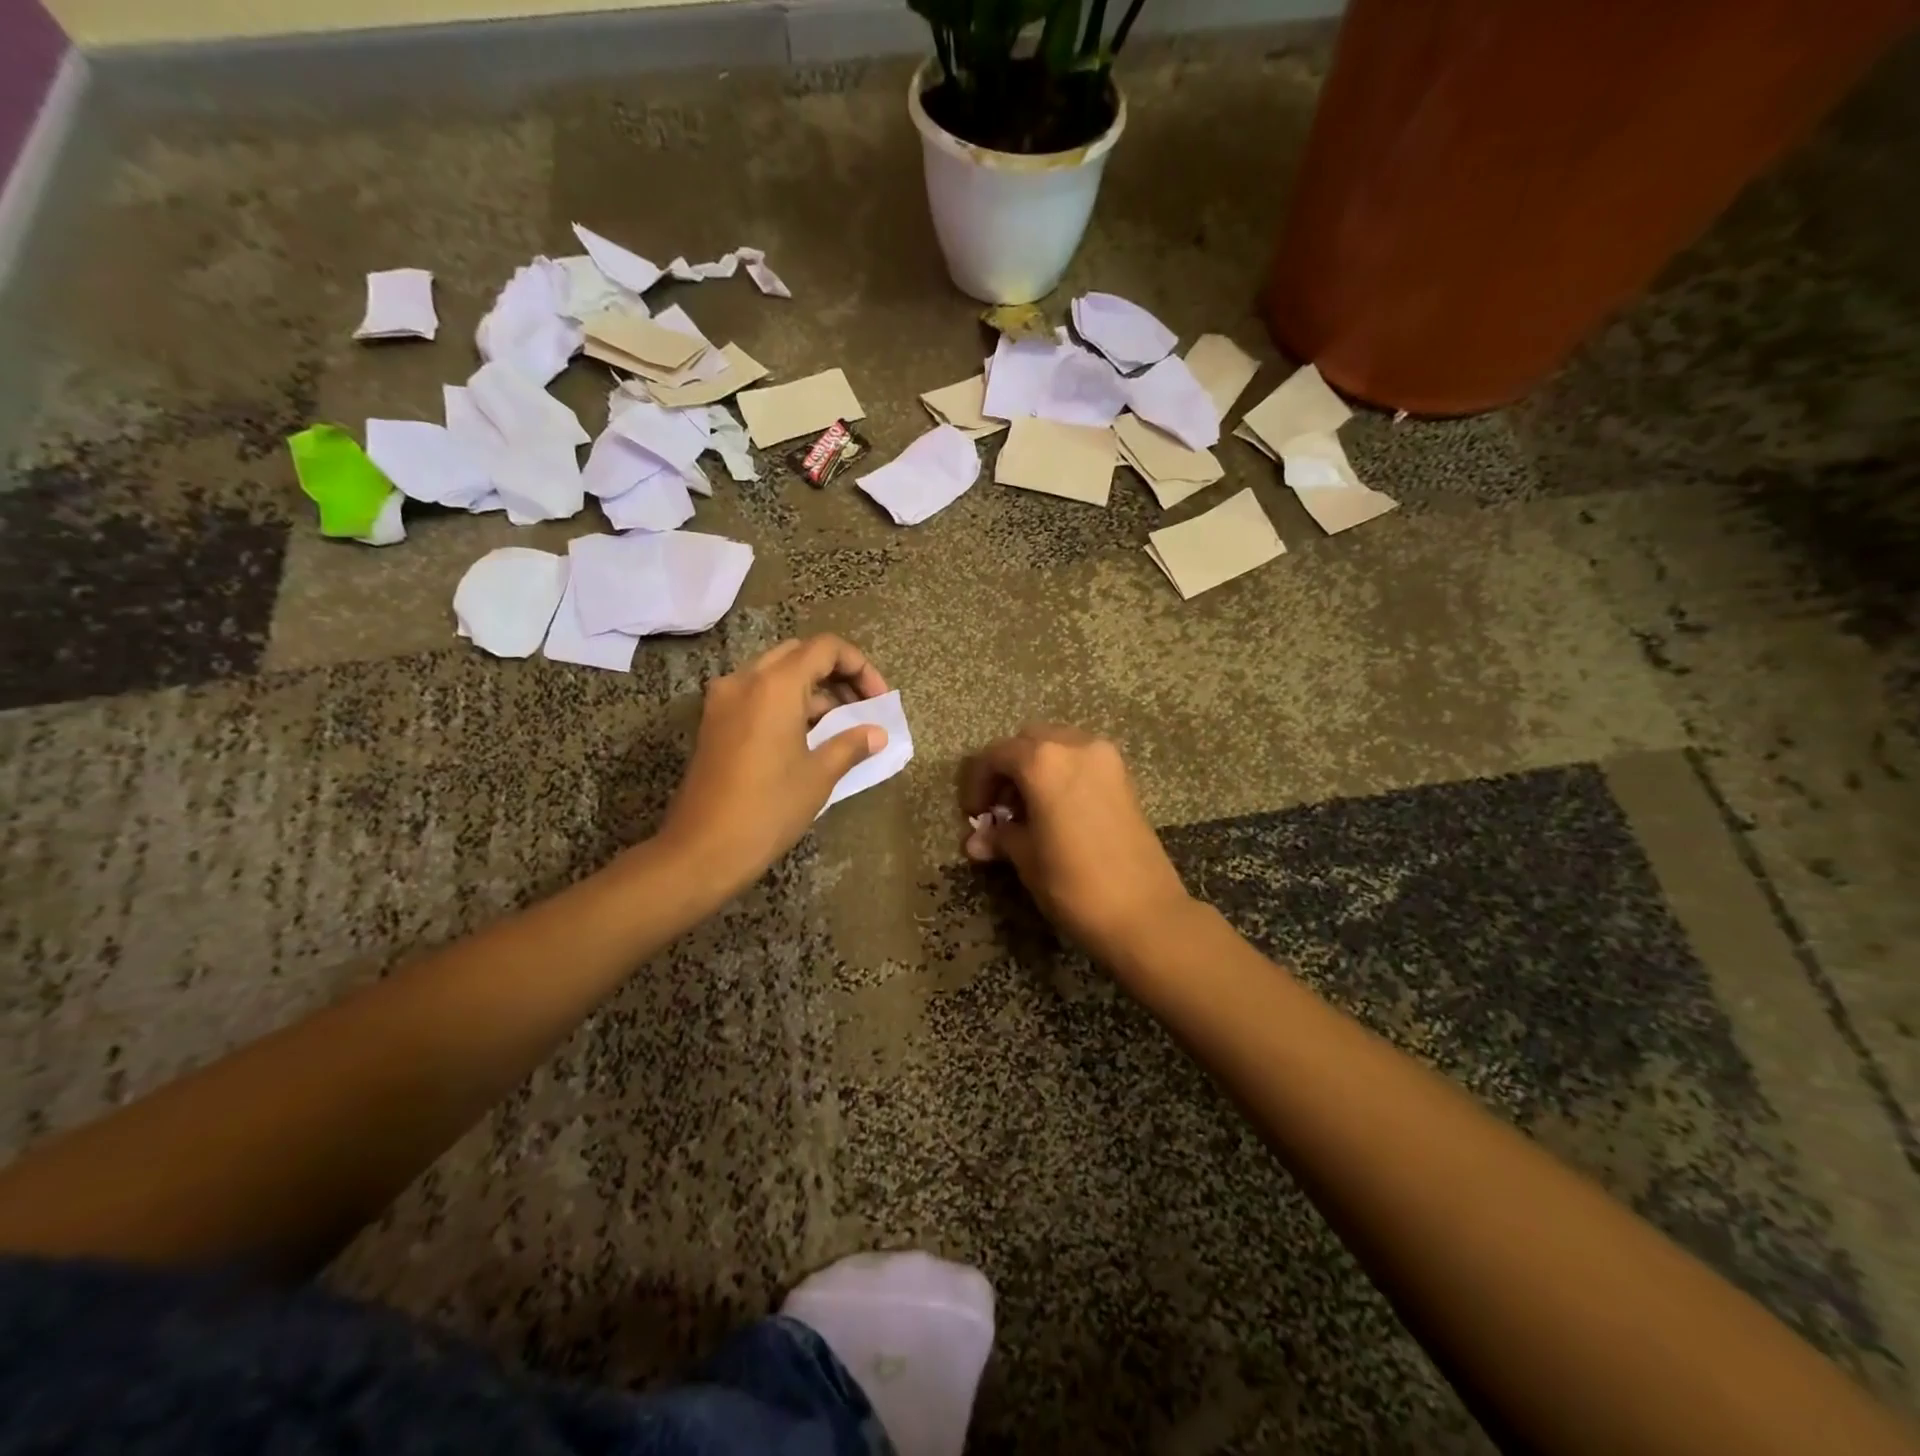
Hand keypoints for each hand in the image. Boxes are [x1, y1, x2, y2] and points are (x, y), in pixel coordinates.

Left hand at [659, 635, 889, 897]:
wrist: (702, 850)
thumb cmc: (768, 809)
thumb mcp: (819, 775)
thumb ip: (851, 745)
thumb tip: (877, 734)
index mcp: (775, 685)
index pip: (825, 649)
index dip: (860, 666)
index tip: (878, 699)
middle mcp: (746, 680)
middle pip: (800, 654)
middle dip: (836, 674)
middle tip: (862, 706)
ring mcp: (724, 699)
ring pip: (777, 674)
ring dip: (812, 689)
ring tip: (842, 724)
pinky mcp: (715, 722)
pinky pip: (758, 695)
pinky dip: (787, 703)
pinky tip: (809, 735)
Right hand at [959, 725, 1191, 961]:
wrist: (1144, 913)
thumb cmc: (1073, 884)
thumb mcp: (1027, 859)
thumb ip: (1000, 837)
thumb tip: (976, 840)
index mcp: (1043, 761)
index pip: (995, 755)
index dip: (977, 783)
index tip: (974, 815)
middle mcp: (1076, 746)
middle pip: (1028, 742)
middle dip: (1008, 770)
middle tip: (1000, 809)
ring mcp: (1106, 759)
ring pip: (1058, 747)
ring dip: (1036, 770)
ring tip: (1029, 813)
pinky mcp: (1124, 777)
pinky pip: (1082, 761)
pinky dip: (1063, 775)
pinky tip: (1057, 812)